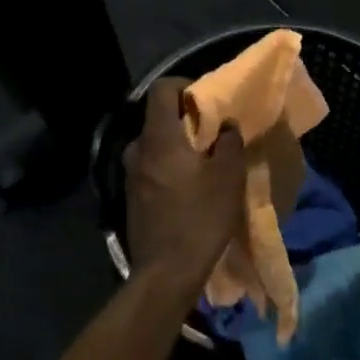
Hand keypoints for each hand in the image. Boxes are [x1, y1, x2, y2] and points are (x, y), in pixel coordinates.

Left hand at [124, 77, 245, 284]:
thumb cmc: (199, 219)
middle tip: (213, 133)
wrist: (165, 273)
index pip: (161, 89)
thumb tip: (226, 125)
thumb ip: (229, 143)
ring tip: (204, 162)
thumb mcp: (228, 178)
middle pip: (158, 118)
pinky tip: (189, 187)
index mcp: (158, 138)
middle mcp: (137, 150)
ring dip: (178, 146)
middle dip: (185, 119)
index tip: (207, 99)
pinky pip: (152, 168)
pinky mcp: (132, 198)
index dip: (184, 85)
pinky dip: (169, 167)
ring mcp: (130, 176)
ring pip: (155, 145)